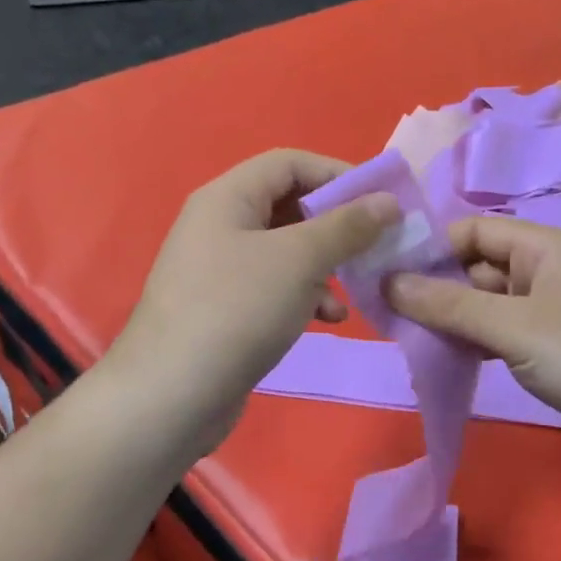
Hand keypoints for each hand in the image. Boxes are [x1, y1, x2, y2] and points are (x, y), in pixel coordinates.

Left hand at [111, 149, 397, 461]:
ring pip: (287, 250)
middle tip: (375, 244)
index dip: (337, 174)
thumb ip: (347, 226)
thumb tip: (389, 201)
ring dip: (326, 264)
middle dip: (336, 224)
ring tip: (355, 286)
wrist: (171, 397)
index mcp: (228, 197)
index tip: (380, 200)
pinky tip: (328, 319)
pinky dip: (306, 295)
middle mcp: (220, 225)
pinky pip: (275, 286)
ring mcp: (220, 269)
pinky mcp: (226, 308)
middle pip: (290, 205)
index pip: (290, 163)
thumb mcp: (300, 260)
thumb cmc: (237, 310)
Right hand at [386, 216, 560, 460]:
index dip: (430, 250)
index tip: (387, 279)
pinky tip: (453, 359)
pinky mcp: (558, 341)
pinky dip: (480, 340)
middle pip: (478, 266)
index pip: (471, 231)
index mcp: (541, 245)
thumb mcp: (512, 327)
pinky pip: (507, 329)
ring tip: (412, 340)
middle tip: (392, 318)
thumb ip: (450, 305)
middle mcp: (546, 266)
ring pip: (490, 301)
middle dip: (438, 288)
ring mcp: (553, 305)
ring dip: (457, 318)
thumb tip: (388, 282)